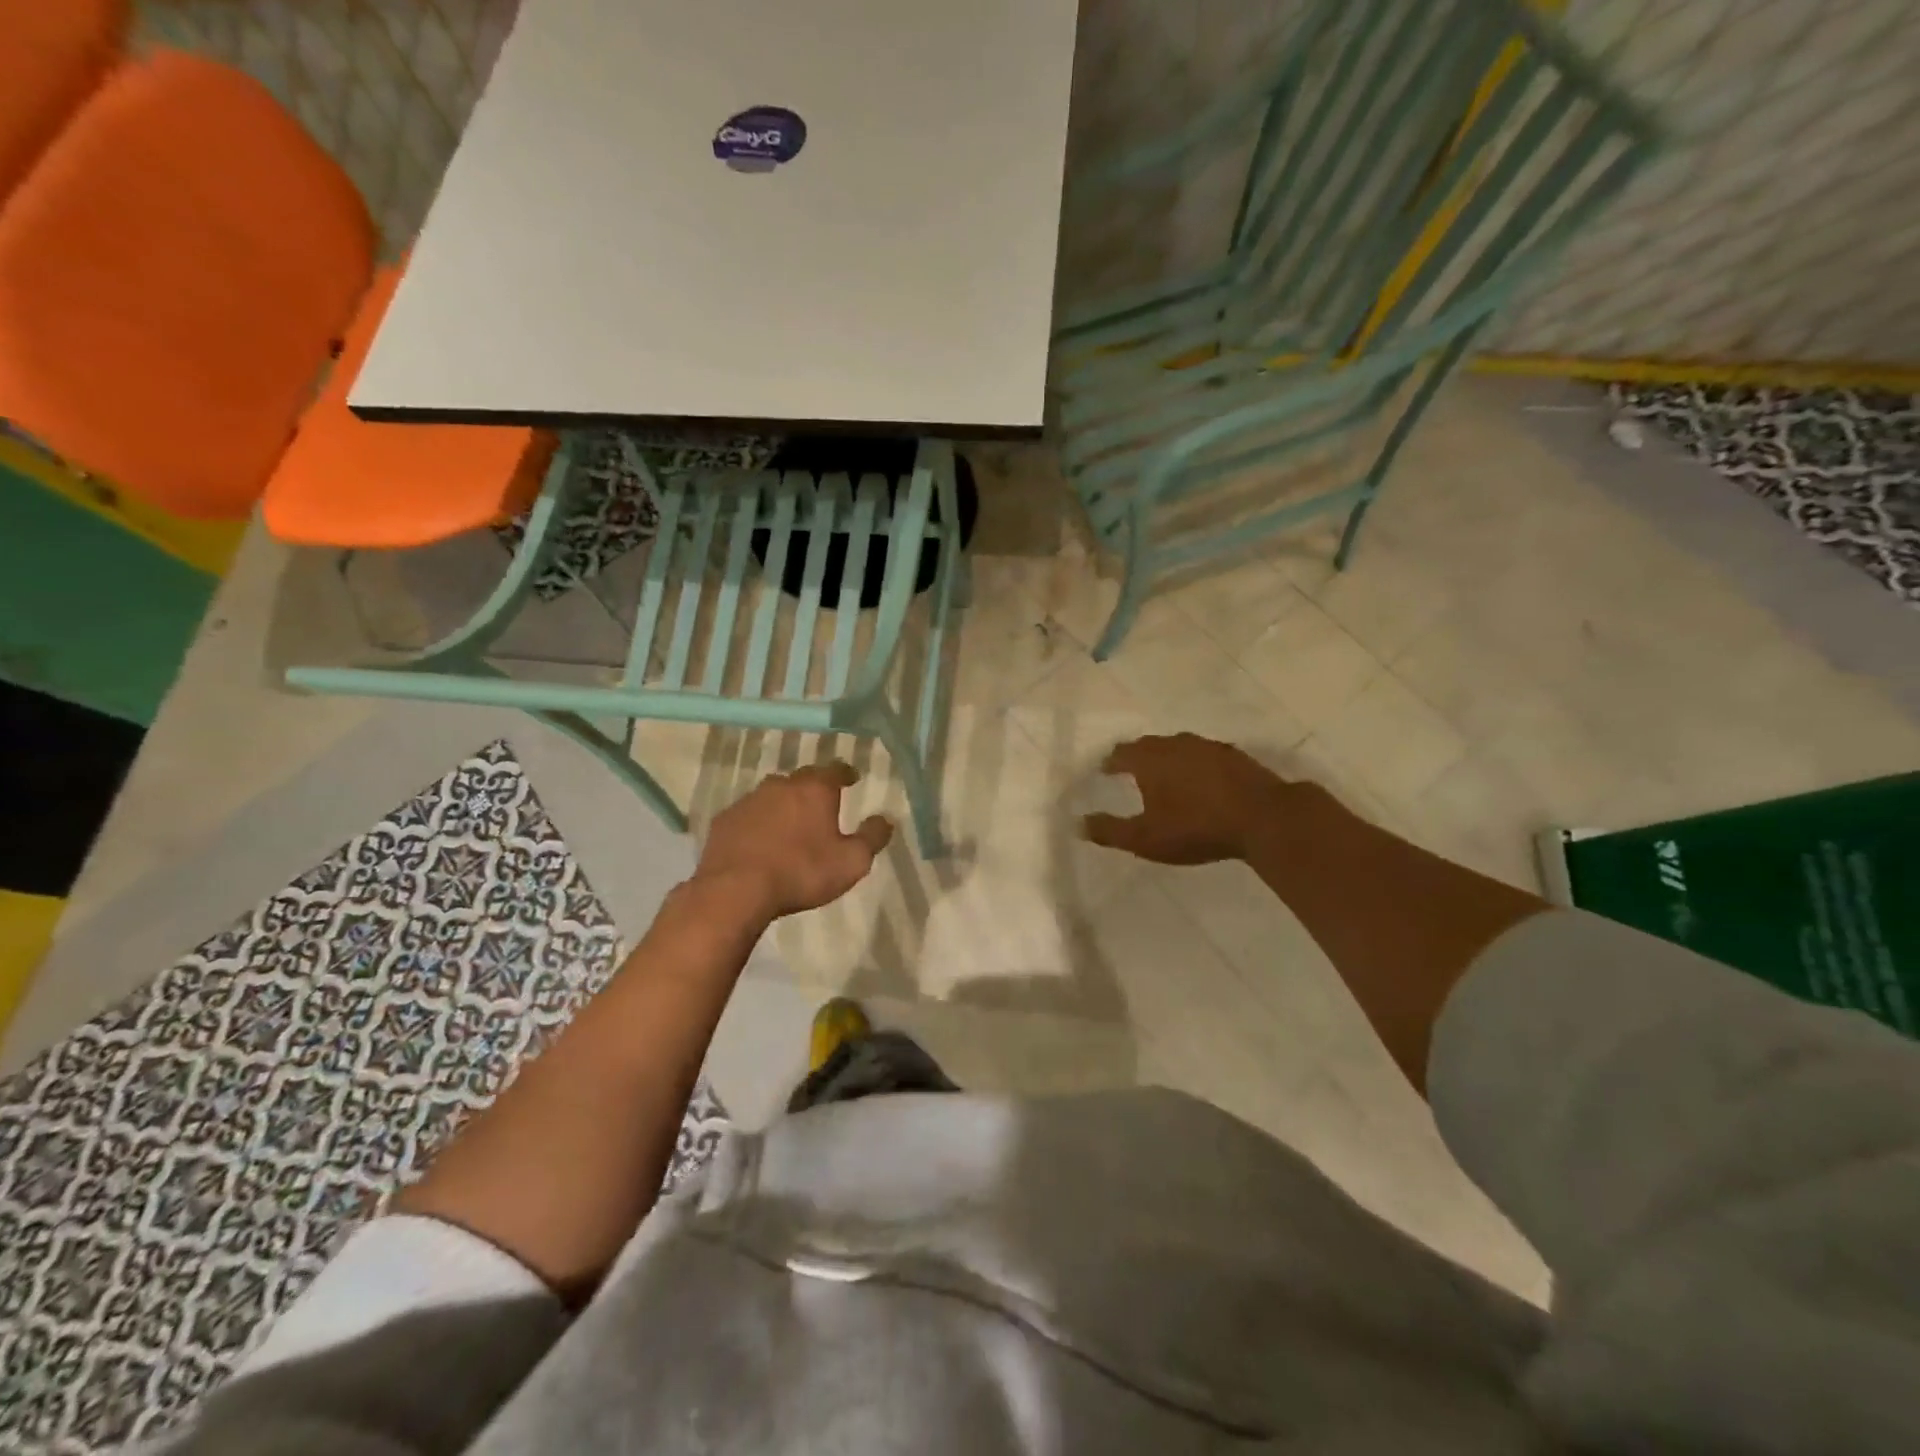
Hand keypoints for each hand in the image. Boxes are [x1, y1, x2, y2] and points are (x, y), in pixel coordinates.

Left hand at [693, 762, 893, 919]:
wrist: (736, 891)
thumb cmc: (802, 872)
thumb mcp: (852, 862)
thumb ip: (872, 837)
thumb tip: (885, 819)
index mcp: (815, 790)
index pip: (835, 770)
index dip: (846, 773)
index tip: (852, 778)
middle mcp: (781, 786)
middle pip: (802, 778)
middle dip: (813, 787)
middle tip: (822, 802)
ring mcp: (749, 801)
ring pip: (772, 794)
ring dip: (783, 804)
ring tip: (791, 822)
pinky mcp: (724, 821)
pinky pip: (748, 815)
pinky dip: (758, 822)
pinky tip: (760, 840)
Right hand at [1083, 733, 1327, 865]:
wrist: (1264, 818)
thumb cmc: (1196, 827)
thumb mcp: (1145, 838)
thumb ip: (1110, 830)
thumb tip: (1078, 823)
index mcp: (1150, 759)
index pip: (1121, 753)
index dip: (1110, 762)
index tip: (1104, 771)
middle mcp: (1176, 744)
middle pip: (1149, 745)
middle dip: (1136, 756)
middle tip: (1130, 770)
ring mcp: (1208, 747)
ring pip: (1178, 747)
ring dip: (1167, 758)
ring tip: (1164, 774)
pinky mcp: (1235, 756)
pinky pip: (1204, 755)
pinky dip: (1194, 765)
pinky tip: (1200, 780)